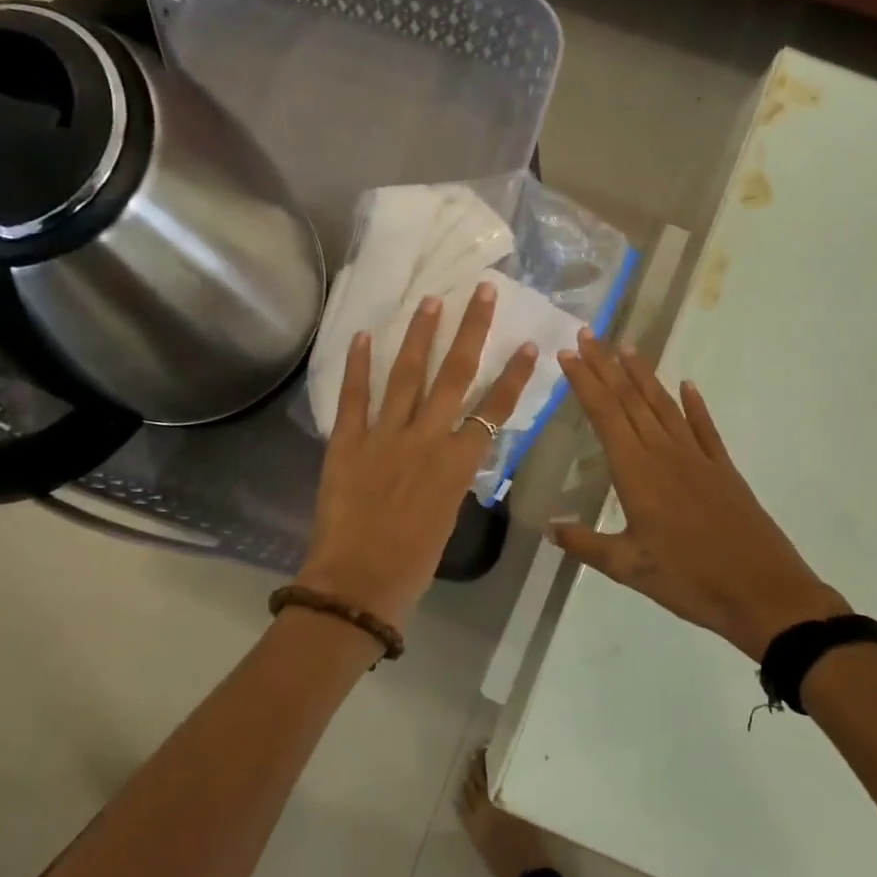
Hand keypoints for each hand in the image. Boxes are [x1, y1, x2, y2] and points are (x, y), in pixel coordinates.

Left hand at [298, 282, 537, 628]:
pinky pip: (354, 397)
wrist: (358, 584)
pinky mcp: (347, 442)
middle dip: (470, 331)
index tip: (529, 345)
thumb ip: (450, 478)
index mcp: (457, 464)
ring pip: (407, 376)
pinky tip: (365, 334)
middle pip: (455, 376)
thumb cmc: (412, 565)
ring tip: (431, 301)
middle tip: (480, 292)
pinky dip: (358, 365)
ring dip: (420, 336)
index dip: (514, 376)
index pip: (494, 410)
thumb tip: (450, 455)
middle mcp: (426, 439)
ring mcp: (384, 436)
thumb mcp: (446, 518)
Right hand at [551, 330, 848, 660]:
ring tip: (626, 348)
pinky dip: (694, 404)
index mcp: (637, 471)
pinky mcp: (723, 469)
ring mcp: (697, 457)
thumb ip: (585, 544)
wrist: (762, 591)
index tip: (567, 354)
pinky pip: (704, 427)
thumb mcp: (628, 567)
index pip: (604, 414)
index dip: (585, 382)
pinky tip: (687, 385)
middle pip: (630, 399)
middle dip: (606, 365)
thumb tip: (548, 527)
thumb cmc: (689, 579)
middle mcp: (665, 452)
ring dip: (643, 375)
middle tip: (587, 334)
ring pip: (664, 405)